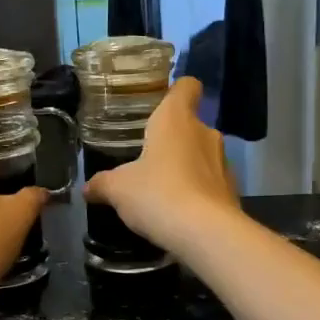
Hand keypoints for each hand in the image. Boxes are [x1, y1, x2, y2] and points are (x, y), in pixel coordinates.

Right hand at [82, 76, 239, 257]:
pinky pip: (210, 183)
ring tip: (161, 190)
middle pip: (189, 124)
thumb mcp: (118, 189)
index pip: (186, 86)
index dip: (175, 90)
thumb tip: (87, 188)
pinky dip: (196, 192)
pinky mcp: (232, 190)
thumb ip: (102, 184)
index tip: (159, 104)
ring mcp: (223, 162)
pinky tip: (178, 212)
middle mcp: (204, 133)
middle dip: (171, 139)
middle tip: (146, 158)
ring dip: (184, 167)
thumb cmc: (157, 194)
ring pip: (201, 155)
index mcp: (176, 119)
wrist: (205, 234)